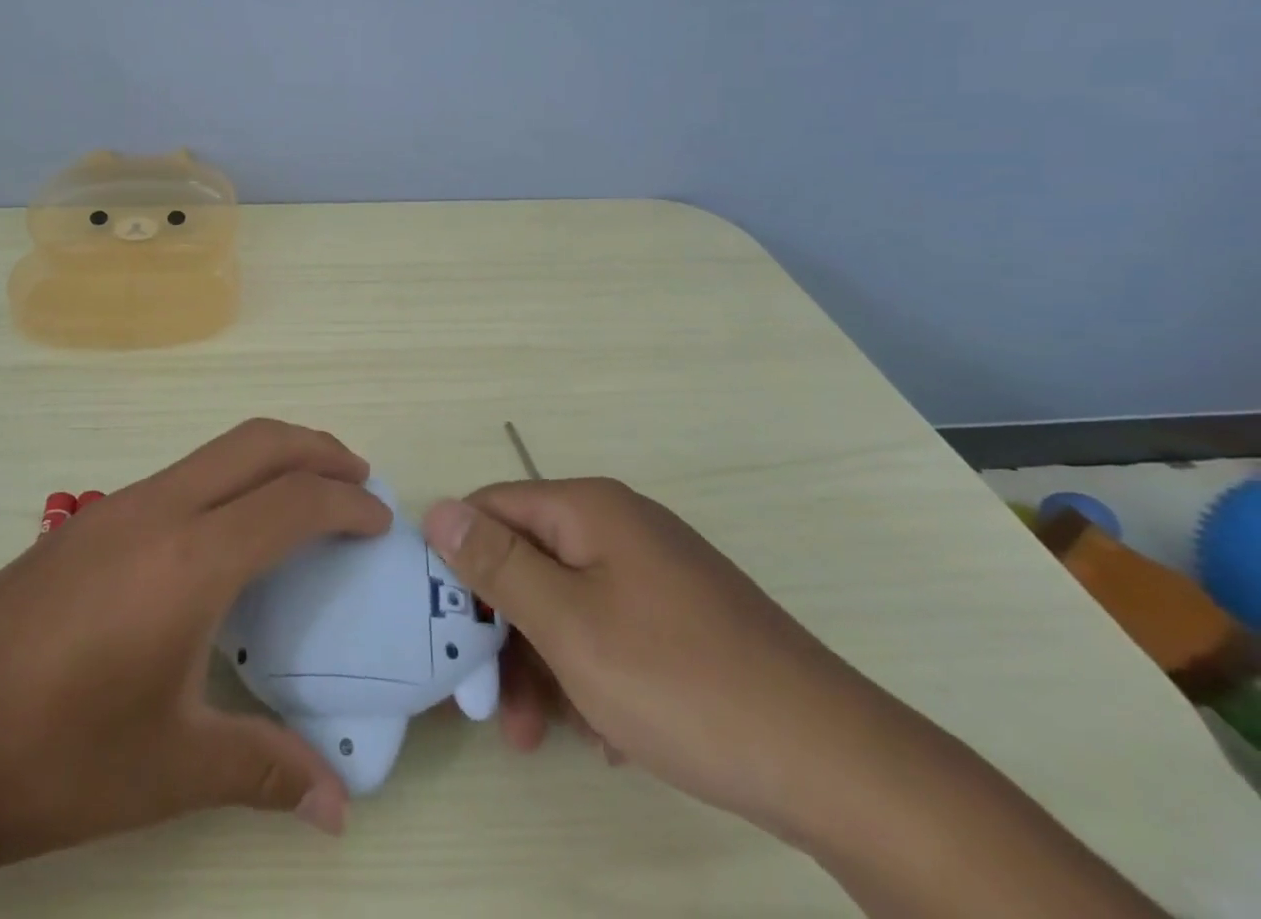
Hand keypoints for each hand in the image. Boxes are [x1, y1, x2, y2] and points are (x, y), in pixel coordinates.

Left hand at [0, 419, 390, 866]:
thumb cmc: (57, 756)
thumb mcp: (169, 768)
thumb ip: (265, 770)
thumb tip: (339, 809)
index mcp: (191, 561)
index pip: (293, 501)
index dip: (347, 504)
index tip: (380, 523)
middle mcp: (161, 509)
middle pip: (258, 442)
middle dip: (318, 448)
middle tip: (359, 479)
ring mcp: (121, 503)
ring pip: (218, 448)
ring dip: (273, 455)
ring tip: (307, 494)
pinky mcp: (93, 516)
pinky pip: (185, 471)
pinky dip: (231, 475)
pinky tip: (232, 529)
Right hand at [422, 478, 904, 842]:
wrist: (833, 763)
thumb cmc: (678, 680)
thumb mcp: (568, 624)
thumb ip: (496, 563)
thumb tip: (438, 510)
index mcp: (589, 509)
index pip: (493, 507)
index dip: (459, 561)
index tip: (444, 628)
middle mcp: (620, 527)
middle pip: (529, 560)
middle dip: (503, 630)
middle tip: (490, 705)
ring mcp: (655, 573)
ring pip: (567, 603)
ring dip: (542, 664)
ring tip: (538, 735)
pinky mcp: (682, 619)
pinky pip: (609, 630)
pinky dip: (590, 674)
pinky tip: (603, 732)